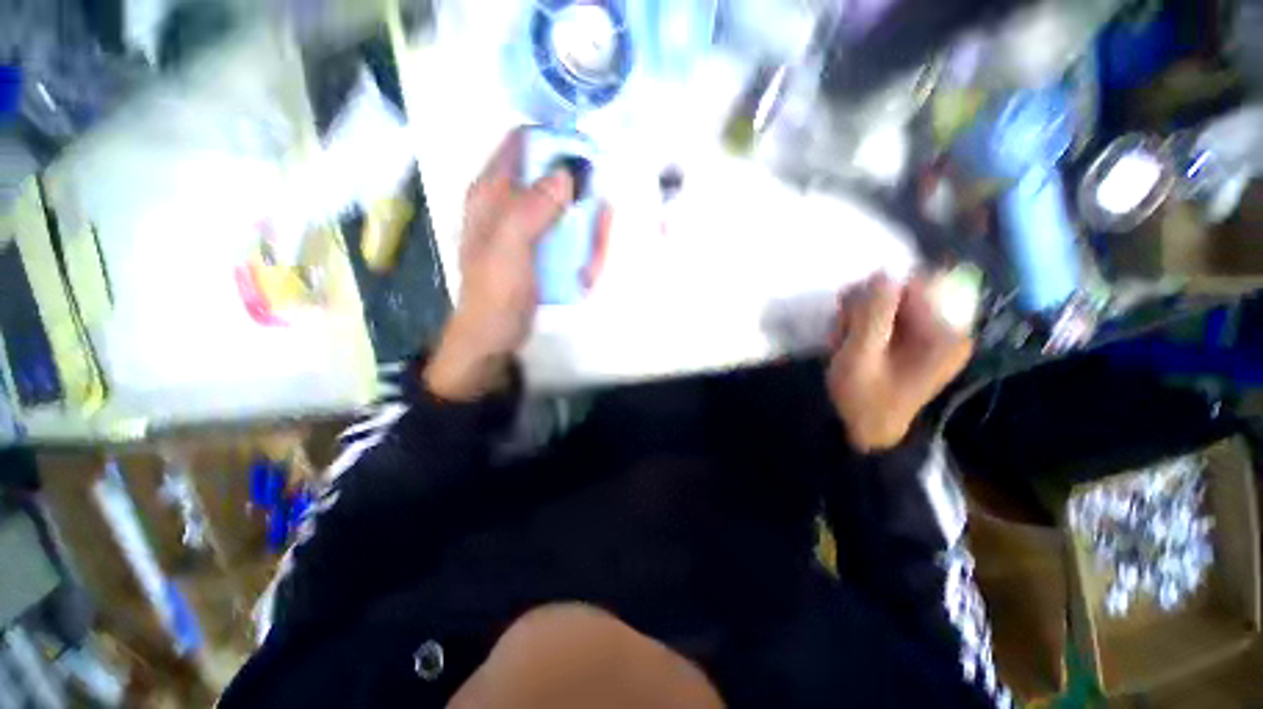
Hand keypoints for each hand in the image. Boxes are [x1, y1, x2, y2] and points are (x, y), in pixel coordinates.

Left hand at [425, 129, 611, 400]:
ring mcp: (530, 231)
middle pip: (552, 178)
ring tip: (596, 247)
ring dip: (587, 226)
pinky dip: (584, 249)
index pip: (521, 145)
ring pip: (567, 211)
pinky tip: (586, 269)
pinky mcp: (543, 252)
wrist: (494, 336)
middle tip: (600, 209)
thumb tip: (566, 175)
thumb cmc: (495, 293)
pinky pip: (570, 239)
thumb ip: (532, 210)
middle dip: (581, 190)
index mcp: (492, 194)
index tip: (586, 150)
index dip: (552, 140)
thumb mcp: (509, 249)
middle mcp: (510, 205)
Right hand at [827, 274, 973, 452]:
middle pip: (901, 294)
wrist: (867, 431)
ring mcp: (933, 338)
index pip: (909, 286)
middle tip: (842, 335)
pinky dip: (865, 328)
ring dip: (859, 319)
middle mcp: (946, 330)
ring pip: (890, 306)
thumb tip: (883, 272)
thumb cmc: (862, 398)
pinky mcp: (920, 344)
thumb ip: (872, 314)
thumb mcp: (859, 356)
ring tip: (843, 343)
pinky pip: (890, 320)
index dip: (873, 296)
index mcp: (942, 334)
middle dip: (863, 309)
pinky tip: (851, 345)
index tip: (848, 318)